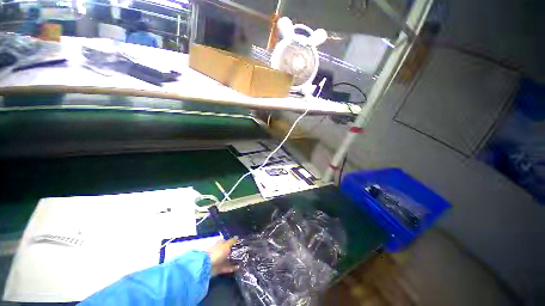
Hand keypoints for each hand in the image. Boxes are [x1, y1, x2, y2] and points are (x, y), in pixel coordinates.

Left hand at [208, 237, 238, 275]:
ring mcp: (218, 260)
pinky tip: (238, 268)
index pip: (226, 242)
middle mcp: (219, 252)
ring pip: (227, 260)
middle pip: (227, 251)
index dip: (232, 242)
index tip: (239, 243)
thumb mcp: (226, 245)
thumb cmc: (218, 253)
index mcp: (220, 244)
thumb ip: (232, 241)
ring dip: (233, 261)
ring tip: (241, 261)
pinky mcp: (218, 268)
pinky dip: (231, 268)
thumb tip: (237, 236)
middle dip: (233, 252)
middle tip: (242, 252)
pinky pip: (226, 267)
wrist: (207, 267)